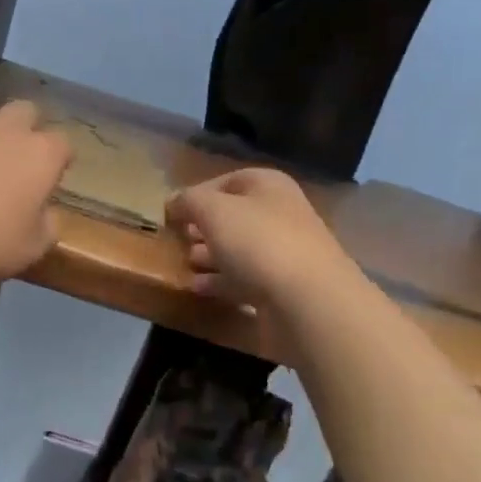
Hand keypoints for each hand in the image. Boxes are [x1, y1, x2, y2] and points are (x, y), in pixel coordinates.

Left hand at [0, 101, 73, 287]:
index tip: (55, 181)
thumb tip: (45, 213)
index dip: (62, 161)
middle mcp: (7, 131)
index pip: (63, 144)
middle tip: (23, 163)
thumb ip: (48, 226)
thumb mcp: (31, 249)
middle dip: (30, 130)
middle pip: (27, 112)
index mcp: (40, 153)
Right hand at [168, 168, 355, 313]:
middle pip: (234, 215)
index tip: (172, 212)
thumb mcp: (213, 210)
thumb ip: (188, 201)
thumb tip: (174, 202)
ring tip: (184, 261)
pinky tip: (197, 286)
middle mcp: (280, 214)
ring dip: (210, 254)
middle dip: (203, 225)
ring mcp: (284, 253)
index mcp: (269, 186)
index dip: (197, 193)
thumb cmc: (258, 241)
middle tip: (177, 238)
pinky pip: (244, 278)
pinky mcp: (282, 288)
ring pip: (239, 248)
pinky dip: (220, 281)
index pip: (227, 180)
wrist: (308, 301)